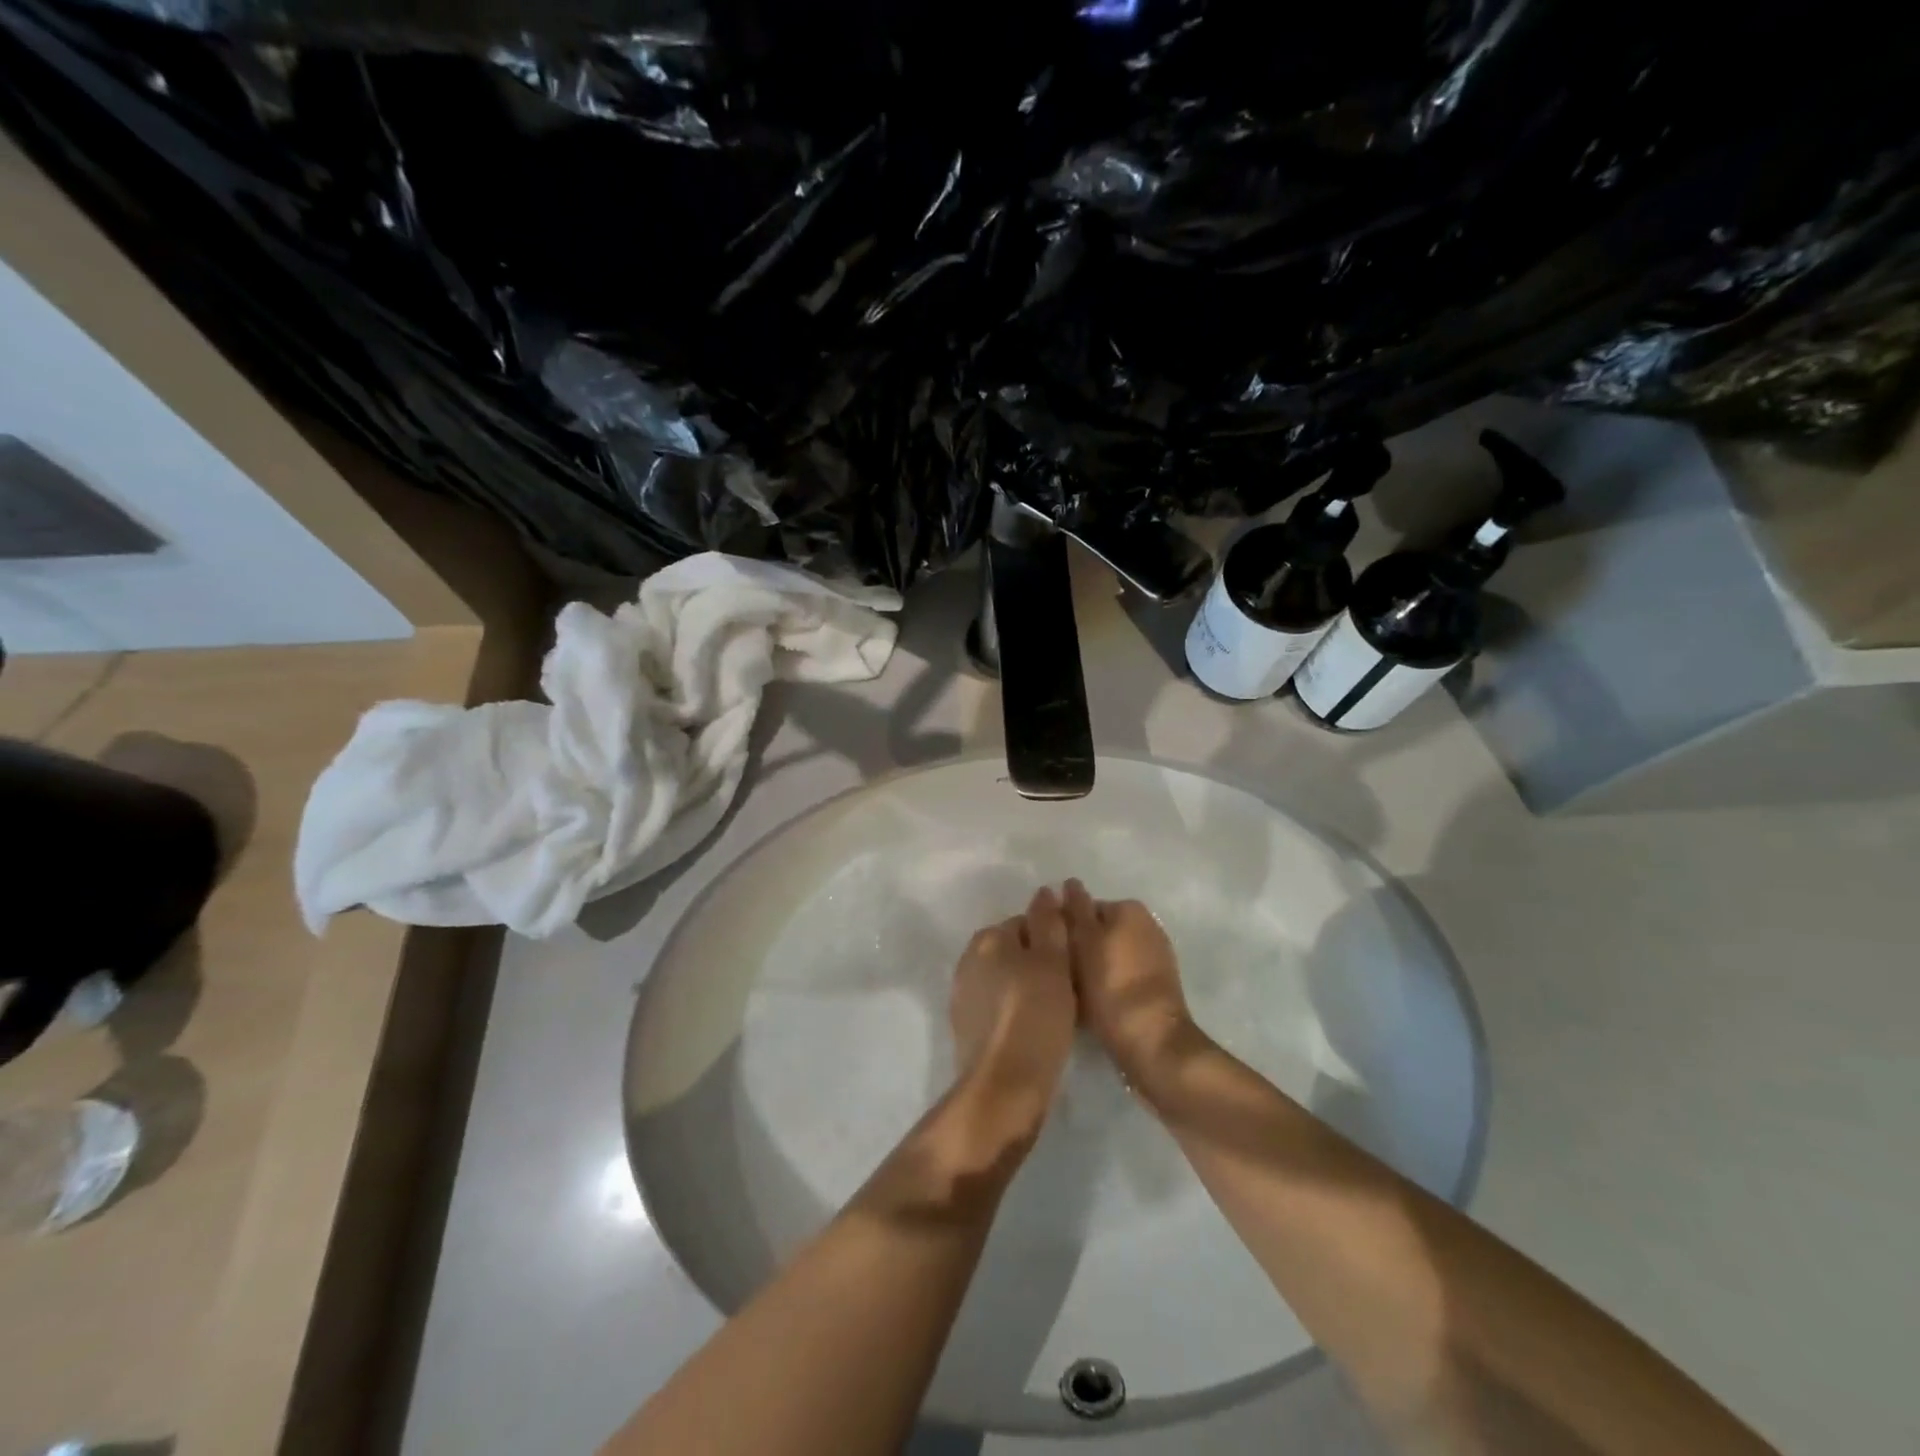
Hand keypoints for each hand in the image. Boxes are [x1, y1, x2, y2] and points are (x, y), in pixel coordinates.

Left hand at [947, 887, 1077, 1141]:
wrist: (1004, 1085)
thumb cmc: (1036, 1015)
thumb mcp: (1053, 962)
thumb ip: (1049, 923)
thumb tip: (1045, 891)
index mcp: (987, 938)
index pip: (1027, 923)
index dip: (1054, 940)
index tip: (1074, 963)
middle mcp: (968, 960)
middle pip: (1014, 951)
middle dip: (1039, 963)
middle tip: (1069, 988)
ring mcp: (963, 995)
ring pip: (1006, 979)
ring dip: (1028, 988)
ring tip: (1057, 1011)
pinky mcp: (966, 1028)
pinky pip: (998, 1007)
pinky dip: (1016, 1011)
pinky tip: (1035, 1030)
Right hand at [1062, 879, 1206, 1092]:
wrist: (1152, 1043)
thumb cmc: (1110, 986)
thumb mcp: (1083, 941)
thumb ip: (1074, 909)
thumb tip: (1067, 884)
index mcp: (1129, 909)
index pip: (1083, 907)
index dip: (1061, 927)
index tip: (1048, 951)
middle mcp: (1147, 926)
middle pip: (1097, 932)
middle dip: (1077, 948)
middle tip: (1055, 973)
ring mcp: (1155, 957)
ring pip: (1107, 956)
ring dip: (1089, 969)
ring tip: (1068, 992)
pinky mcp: (1156, 988)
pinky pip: (1121, 977)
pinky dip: (1106, 986)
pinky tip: (1091, 1006)